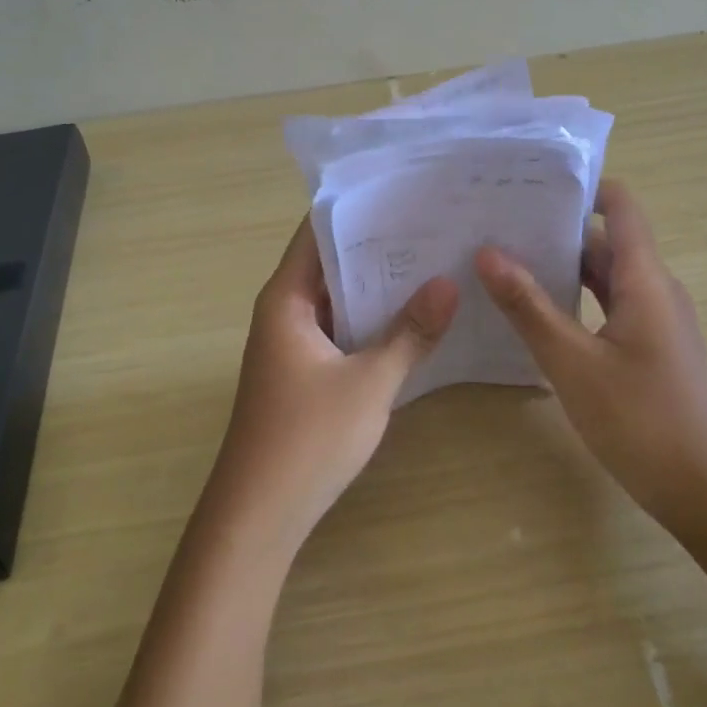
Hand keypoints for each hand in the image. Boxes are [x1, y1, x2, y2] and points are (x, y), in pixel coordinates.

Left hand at [202, 217, 458, 556]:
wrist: (258, 516)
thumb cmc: (307, 439)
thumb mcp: (369, 382)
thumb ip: (410, 332)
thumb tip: (448, 283)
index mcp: (286, 298)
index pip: (318, 231)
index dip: (359, 208)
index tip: (406, 190)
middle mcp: (284, 311)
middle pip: (331, 262)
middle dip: (378, 245)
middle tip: (434, 222)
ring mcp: (292, 342)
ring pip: (338, 298)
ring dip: (377, 284)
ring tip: (433, 260)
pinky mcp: (304, 370)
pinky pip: (340, 328)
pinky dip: (370, 318)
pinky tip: (413, 315)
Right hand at [475, 180, 706, 531]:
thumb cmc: (643, 420)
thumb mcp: (574, 362)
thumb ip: (530, 307)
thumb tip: (489, 252)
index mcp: (645, 278)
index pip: (621, 206)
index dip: (583, 187)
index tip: (531, 183)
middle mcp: (654, 289)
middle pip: (606, 241)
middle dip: (556, 229)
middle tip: (497, 224)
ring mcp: (654, 322)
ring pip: (605, 278)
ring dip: (562, 268)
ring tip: (504, 264)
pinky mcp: (650, 351)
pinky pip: (608, 309)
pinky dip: (575, 302)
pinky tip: (535, 316)